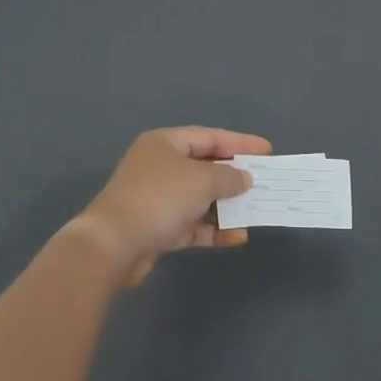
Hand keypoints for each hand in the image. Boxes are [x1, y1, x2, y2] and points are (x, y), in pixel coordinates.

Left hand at [73, 127, 272, 284]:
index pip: (209, 137)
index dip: (239, 143)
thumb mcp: (202, 180)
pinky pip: (192, 224)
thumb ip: (228, 176)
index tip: (267, 151)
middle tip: (264, 183)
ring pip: (199, 198)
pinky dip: (213, 229)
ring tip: (255, 213)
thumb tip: (244, 178)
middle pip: (204, 167)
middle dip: (234, 177)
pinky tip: (237, 238)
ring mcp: (157, 198)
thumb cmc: (160, 198)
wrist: (114, 244)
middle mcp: (159, 166)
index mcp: (165, 143)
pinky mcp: (157, 228)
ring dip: (226, 207)